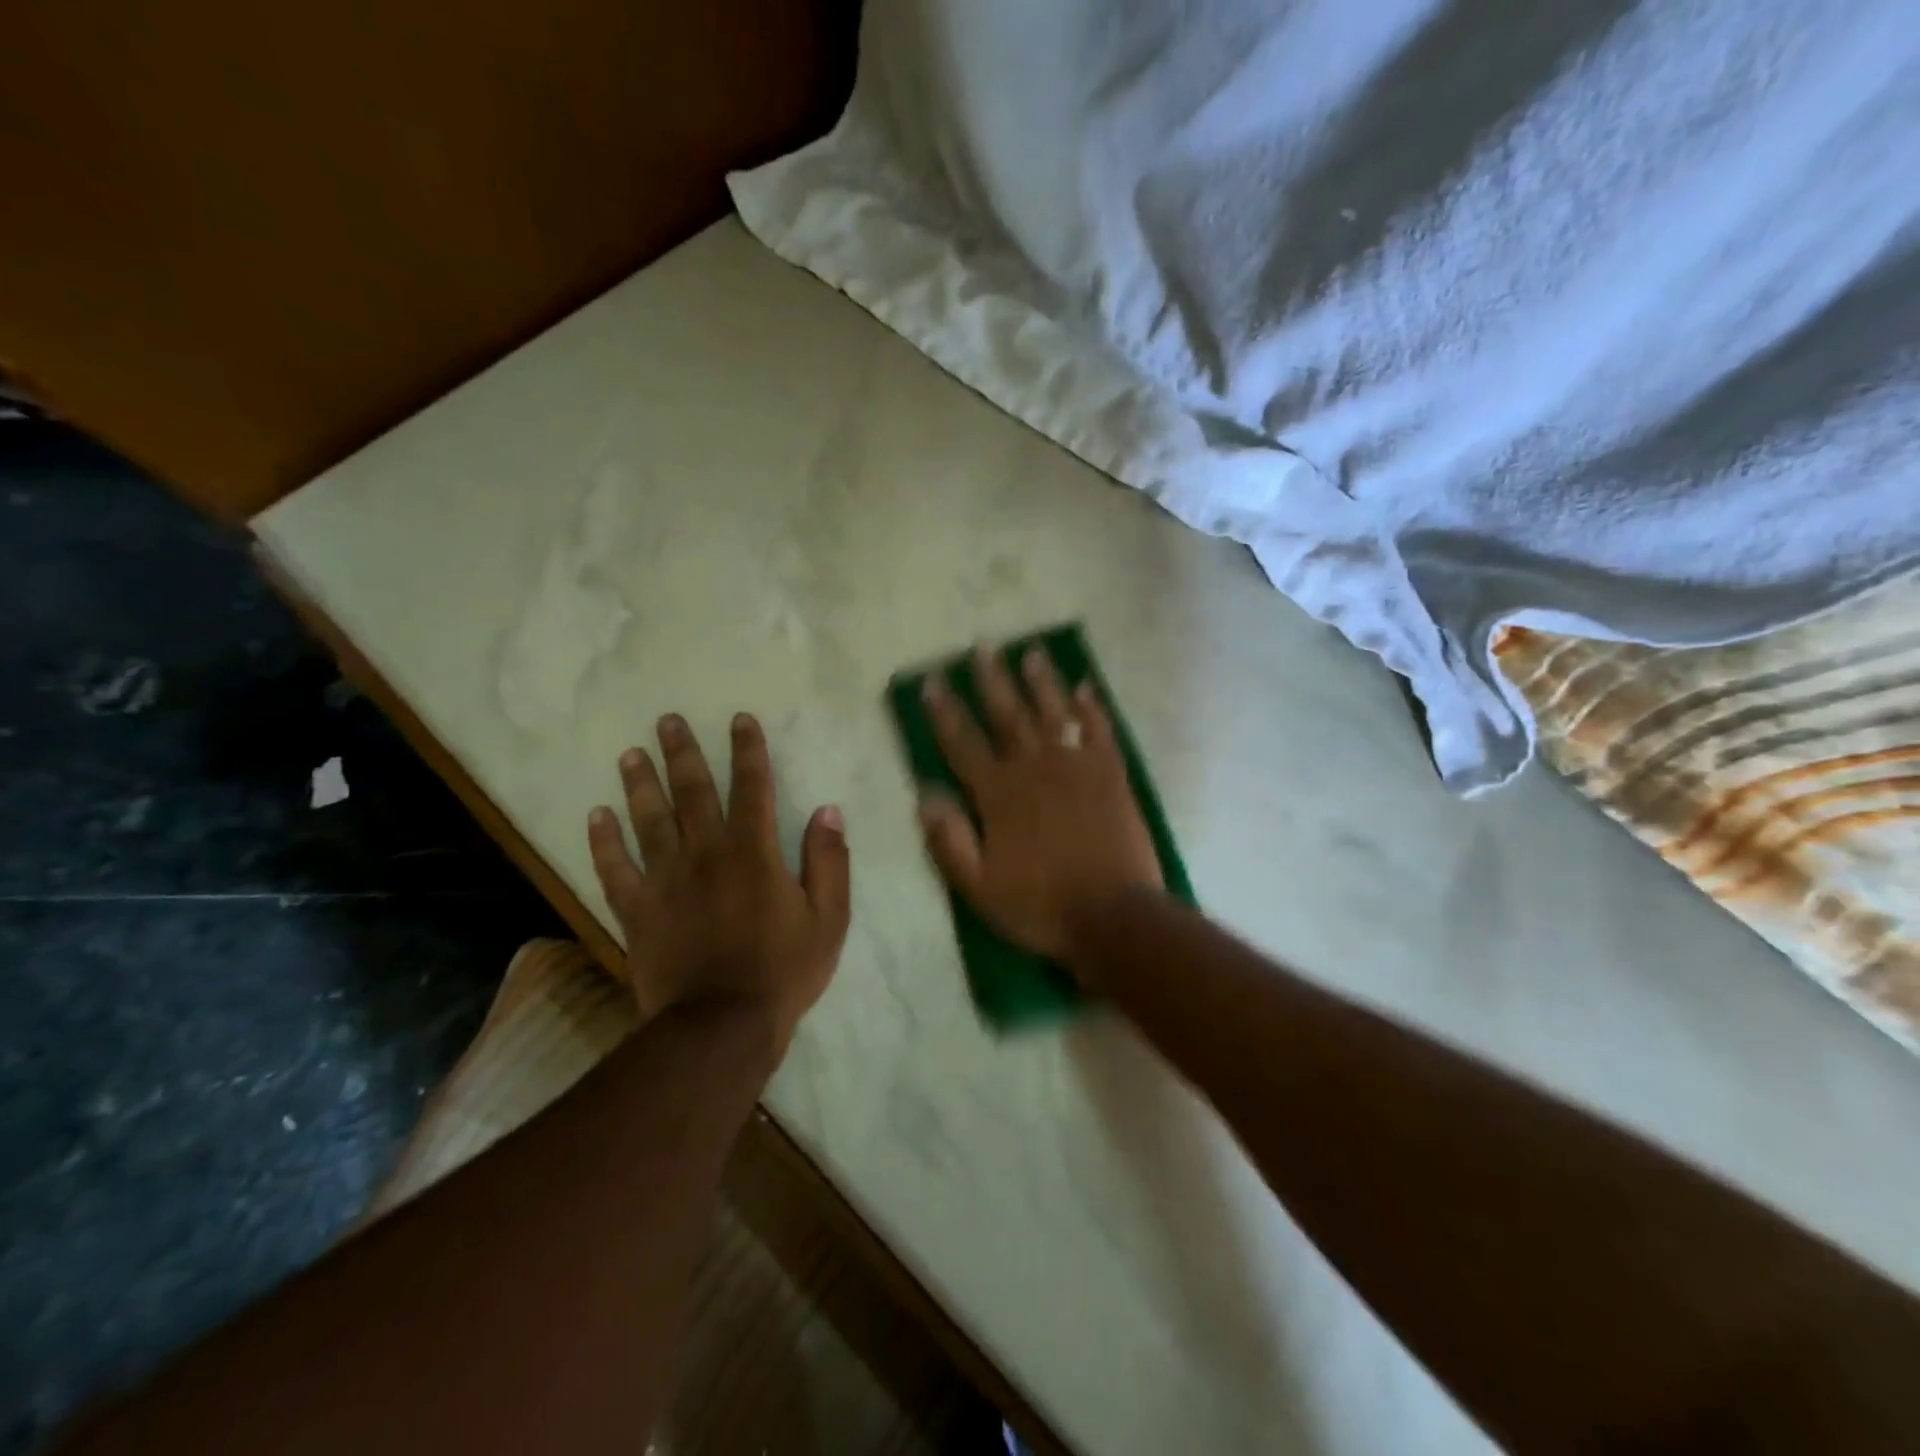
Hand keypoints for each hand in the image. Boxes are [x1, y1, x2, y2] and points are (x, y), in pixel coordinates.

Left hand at [587, 713, 849, 1046]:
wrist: (721, 1026)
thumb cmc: (784, 971)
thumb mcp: (829, 918)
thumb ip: (829, 861)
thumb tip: (827, 810)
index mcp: (754, 852)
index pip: (752, 787)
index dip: (748, 751)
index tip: (739, 720)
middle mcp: (706, 854)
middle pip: (692, 793)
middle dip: (683, 753)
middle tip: (667, 720)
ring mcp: (666, 881)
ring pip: (649, 821)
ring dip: (640, 784)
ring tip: (630, 753)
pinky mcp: (638, 911)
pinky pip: (615, 870)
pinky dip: (604, 842)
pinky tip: (596, 815)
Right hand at [918, 646, 1161, 977]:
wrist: (1113, 916)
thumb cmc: (1040, 905)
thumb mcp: (979, 887)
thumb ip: (950, 840)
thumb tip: (925, 795)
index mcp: (999, 794)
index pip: (963, 744)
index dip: (945, 712)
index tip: (933, 681)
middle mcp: (1035, 769)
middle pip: (1008, 715)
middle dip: (992, 681)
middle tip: (983, 647)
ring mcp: (1077, 767)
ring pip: (1054, 713)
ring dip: (1041, 681)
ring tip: (1031, 652)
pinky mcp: (1111, 775)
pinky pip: (1100, 731)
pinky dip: (1091, 707)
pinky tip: (1084, 687)